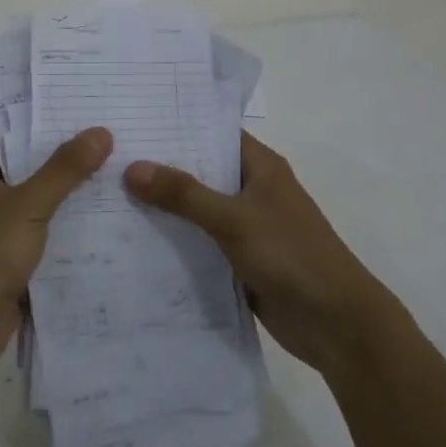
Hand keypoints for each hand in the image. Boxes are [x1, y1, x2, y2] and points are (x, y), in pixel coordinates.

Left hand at [0, 126, 112, 371]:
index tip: (88, 107)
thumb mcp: (28, 204)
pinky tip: (108, 217)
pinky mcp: (14, 257)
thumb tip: (100, 131)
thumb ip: (64, 169)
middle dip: (69, 155)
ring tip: (121, 170)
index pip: (14, 131)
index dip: (47, 119)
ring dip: (73, 192)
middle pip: (32, 165)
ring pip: (42, 200)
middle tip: (116, 136)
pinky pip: (47, 232)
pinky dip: (70, 226)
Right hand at [124, 131, 385, 376]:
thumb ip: (184, 194)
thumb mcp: (234, 219)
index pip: (213, 134)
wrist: (337, 324)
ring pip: (197, 209)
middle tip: (108, 159)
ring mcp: (247, 226)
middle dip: (161, 168)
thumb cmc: (292, 256)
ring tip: (110, 196)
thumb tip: (133, 168)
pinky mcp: (240, 260)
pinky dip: (175, 241)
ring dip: (164, 208)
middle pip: (201, 171)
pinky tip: (135, 240)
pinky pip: (200, 243)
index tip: (132, 122)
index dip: (176, 127)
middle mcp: (253, 190)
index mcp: (261, 167)